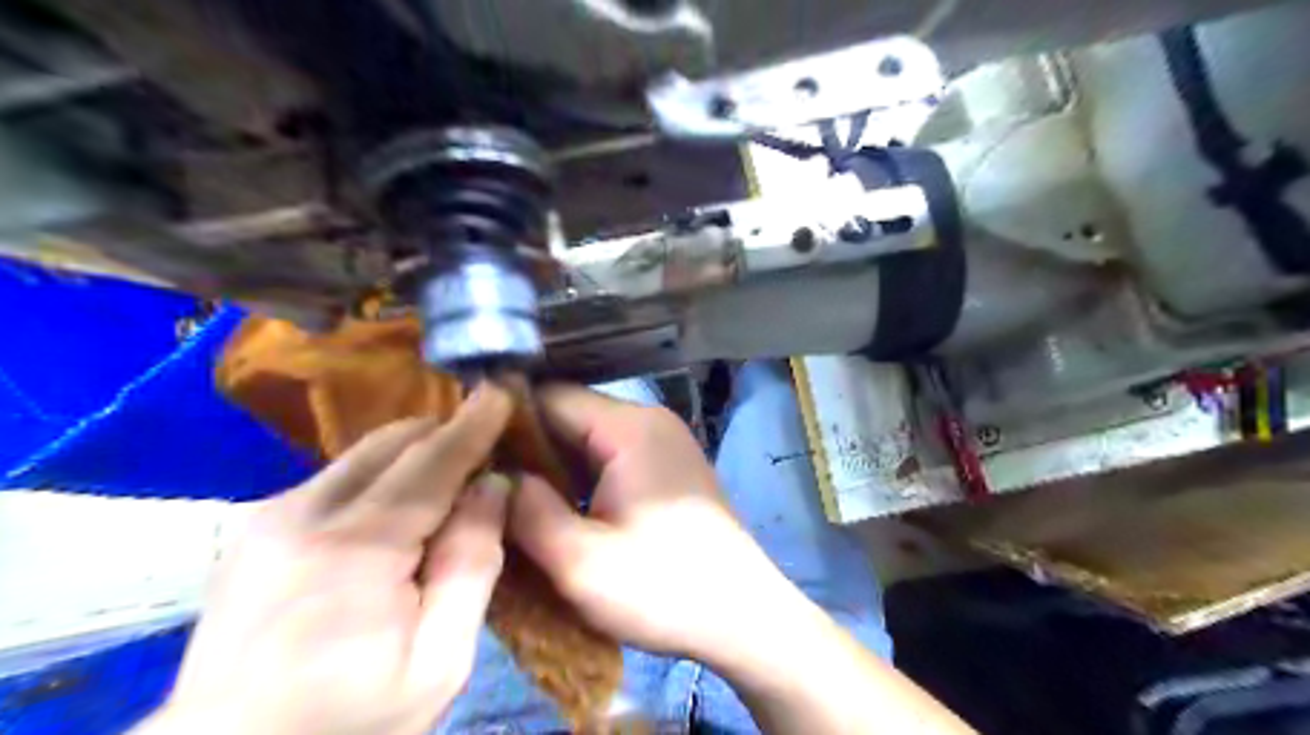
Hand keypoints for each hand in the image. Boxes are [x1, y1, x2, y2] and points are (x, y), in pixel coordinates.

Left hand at [143, 388, 510, 731]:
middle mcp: (306, 513)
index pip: (432, 462)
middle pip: (393, 442)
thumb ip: (471, 565)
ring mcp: (272, 516)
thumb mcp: (438, 661)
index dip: (474, 424)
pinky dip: (381, 475)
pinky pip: (338, 476)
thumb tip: (494, 487)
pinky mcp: (258, 528)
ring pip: (363, 454)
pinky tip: (398, 511)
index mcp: (357, 548)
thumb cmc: (349, 719)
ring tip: (449, 483)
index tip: (504, 390)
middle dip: (445, 434)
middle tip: (486, 453)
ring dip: (414, 455)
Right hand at [504, 387, 804, 667]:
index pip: (549, 397)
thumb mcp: (581, 562)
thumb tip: (494, 476)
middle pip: (568, 416)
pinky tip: (555, 509)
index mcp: (629, 428)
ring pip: (586, 440)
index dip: (503, 422)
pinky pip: (608, 458)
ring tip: (508, 499)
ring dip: (551, 467)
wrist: (744, 617)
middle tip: (480, 484)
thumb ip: (528, 512)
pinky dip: (578, 478)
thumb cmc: (665, 590)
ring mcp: (662, 443)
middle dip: (524, 448)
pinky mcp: (666, 468)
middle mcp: (648, 422)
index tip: (464, 454)